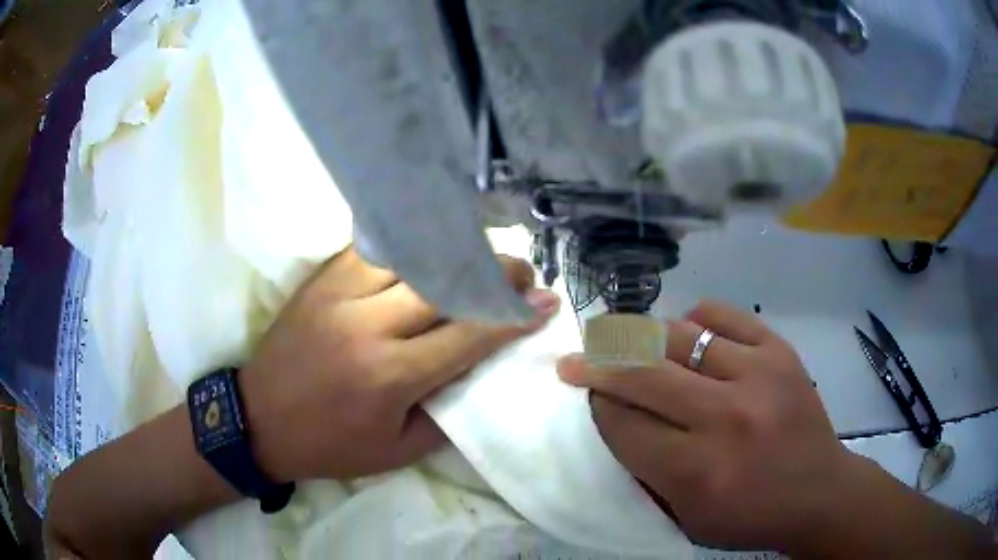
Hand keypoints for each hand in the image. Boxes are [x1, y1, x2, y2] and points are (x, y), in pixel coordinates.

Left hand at [240, 248, 558, 482]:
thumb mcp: (397, 451)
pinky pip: (374, 249)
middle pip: (444, 284)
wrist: (259, 419)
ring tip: (480, 260)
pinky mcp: (321, 279)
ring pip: (411, 257)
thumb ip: (446, 411)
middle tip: (521, 273)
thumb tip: (480, 369)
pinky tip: (429, 251)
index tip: (545, 302)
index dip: (512, 316)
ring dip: (454, 255)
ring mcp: (338, 293)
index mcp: (389, 376)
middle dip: (494, 274)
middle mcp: (366, 325)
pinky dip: (409, 248)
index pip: (468, 334)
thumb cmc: (330, 445)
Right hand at [557, 301, 856, 552]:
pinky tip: (685, 330)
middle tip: (574, 359)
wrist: (819, 492)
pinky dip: (695, 319)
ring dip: (641, 339)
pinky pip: (723, 316)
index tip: (587, 398)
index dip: (597, 408)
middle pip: (641, 375)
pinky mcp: (780, 351)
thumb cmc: (748, 517)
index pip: (622, 425)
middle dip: (597, 365)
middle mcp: (725, 417)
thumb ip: (645, 473)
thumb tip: (614, 419)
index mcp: (696, 471)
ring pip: (677, 336)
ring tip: (624, 341)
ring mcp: (758, 375)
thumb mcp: (685, 518)